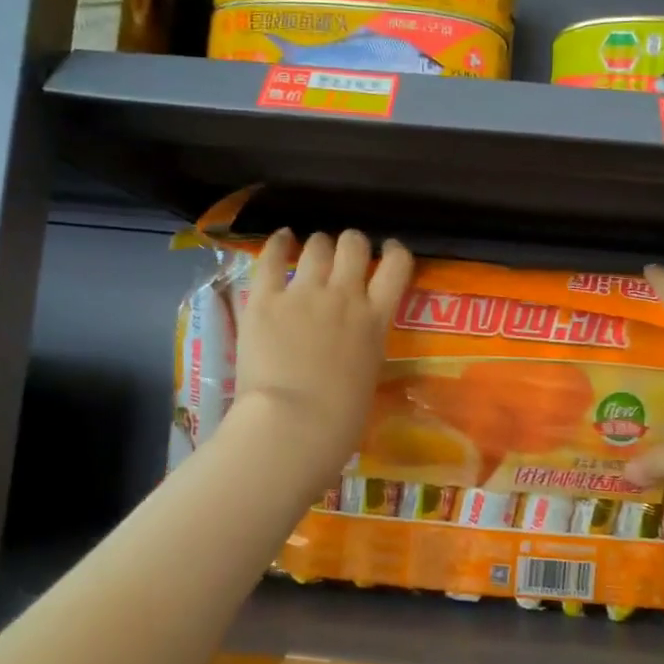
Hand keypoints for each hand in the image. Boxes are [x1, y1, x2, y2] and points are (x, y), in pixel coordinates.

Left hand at [229, 228, 412, 496]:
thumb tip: (352, 344)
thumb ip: (363, 346)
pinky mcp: (265, 300)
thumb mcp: (368, 375)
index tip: (388, 250)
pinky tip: (281, 238)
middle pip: (354, 245)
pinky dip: (277, 244)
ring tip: (312, 251)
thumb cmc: (340, 420)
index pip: (397, 265)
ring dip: (318, 246)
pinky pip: (270, 258)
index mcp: (376, 320)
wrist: (294, 425)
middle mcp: (345, 296)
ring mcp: (304, 294)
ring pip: (317, 246)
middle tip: (344, 254)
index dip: (395, 251)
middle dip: (351, 244)